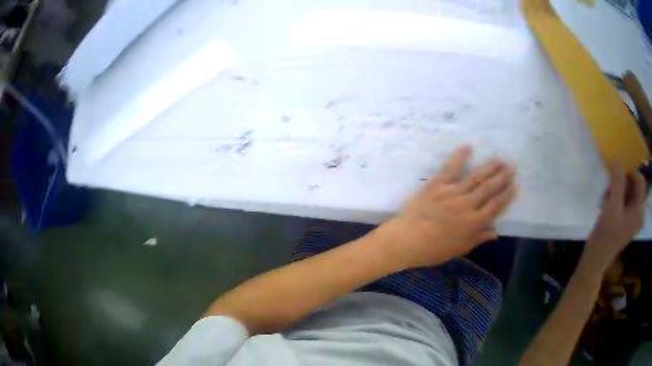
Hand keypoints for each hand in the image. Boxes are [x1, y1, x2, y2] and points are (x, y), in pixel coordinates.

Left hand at [371, 145, 517, 269]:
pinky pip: (450, 168)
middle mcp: (467, 205)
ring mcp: (452, 192)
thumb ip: (477, 239)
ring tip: (499, 158)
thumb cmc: (433, 250)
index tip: (516, 185)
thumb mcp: (458, 249)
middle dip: (502, 176)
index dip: (507, 195)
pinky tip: (468, 146)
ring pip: (475, 177)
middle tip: (512, 166)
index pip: (496, 206)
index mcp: (474, 223)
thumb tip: (495, 233)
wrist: (406, 240)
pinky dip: (459, 157)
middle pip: (489, 188)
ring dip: (489, 166)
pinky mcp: (437, 184)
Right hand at [586, 162, 646, 265]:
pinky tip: (606, 205)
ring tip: (606, 198)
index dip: (629, 173)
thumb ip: (618, 181)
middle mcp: (638, 213)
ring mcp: (631, 219)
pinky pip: (623, 202)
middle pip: (634, 186)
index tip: (616, 176)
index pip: (640, 180)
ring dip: (617, 191)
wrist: (595, 260)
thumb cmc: (606, 235)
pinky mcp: (624, 222)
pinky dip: (615, 199)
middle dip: (621, 183)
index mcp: (638, 210)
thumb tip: (617, 160)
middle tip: (609, 189)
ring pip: (628, 193)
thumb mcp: (612, 206)